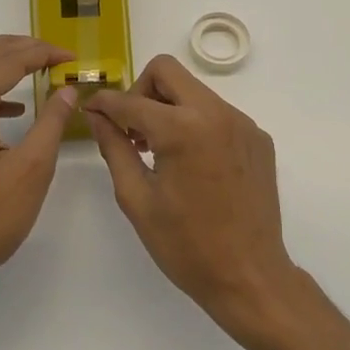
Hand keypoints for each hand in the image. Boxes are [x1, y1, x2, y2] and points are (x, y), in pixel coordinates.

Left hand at [0, 35, 79, 303]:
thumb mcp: (31, 169)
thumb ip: (51, 122)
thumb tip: (67, 90)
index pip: (7, 61)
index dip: (42, 53)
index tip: (71, 57)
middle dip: (22, 50)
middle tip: (57, 55)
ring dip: (5, 65)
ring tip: (40, 67)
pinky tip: (14, 108)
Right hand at [84, 55, 299, 339]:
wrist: (250, 277)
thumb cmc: (186, 246)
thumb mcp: (137, 199)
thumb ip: (114, 148)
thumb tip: (97, 115)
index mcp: (183, 129)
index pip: (131, 100)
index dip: (105, 103)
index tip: (91, 110)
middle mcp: (217, 113)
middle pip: (167, 72)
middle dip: (140, 91)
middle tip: (132, 129)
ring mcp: (243, 123)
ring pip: (194, 90)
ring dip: (169, 108)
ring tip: (158, 151)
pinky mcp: (258, 137)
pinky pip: (217, 113)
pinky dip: (196, 124)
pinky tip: (192, 165)